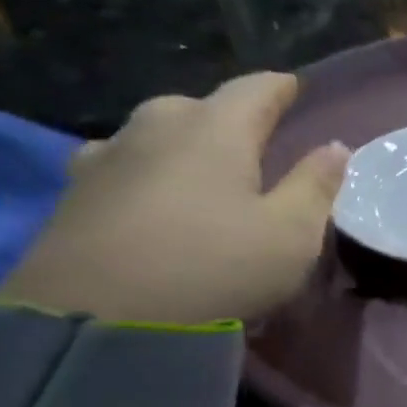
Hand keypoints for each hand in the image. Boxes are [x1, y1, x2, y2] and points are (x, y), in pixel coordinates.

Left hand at [0, 72, 346, 325]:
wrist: (98, 319)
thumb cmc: (215, 267)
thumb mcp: (291, 235)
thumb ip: (315, 185)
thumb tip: (334, 147)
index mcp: (215, 129)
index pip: (255, 89)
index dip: (280, 88)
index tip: (294, 87)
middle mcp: (156, 127)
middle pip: (199, 107)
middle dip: (228, 119)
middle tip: (250, 144)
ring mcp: (105, 156)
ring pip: (154, 134)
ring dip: (181, 145)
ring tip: (198, 172)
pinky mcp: (72, 193)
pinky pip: (121, 166)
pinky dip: (144, 174)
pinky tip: (146, 198)